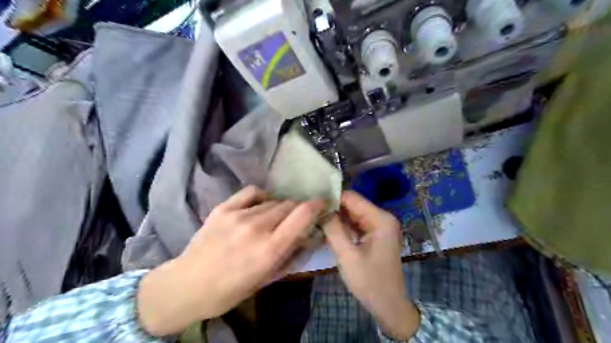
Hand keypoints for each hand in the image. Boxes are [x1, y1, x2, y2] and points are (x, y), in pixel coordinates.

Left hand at [136, 186, 325, 335]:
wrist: (186, 285)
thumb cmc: (229, 290)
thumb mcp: (266, 279)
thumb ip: (290, 256)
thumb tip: (308, 236)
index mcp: (268, 250)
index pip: (301, 216)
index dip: (316, 206)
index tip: (322, 203)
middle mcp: (256, 228)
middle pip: (289, 205)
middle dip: (298, 209)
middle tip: (296, 218)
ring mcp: (238, 215)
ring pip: (273, 201)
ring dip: (280, 207)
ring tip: (275, 217)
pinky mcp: (223, 208)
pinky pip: (252, 192)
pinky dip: (263, 196)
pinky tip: (261, 205)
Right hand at [324, 190, 420, 339]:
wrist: (389, 306)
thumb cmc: (370, 282)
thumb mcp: (347, 255)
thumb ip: (333, 229)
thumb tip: (319, 208)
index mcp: (380, 219)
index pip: (352, 198)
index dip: (332, 198)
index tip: (312, 203)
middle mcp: (382, 217)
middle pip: (353, 204)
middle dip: (333, 208)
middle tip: (311, 213)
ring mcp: (380, 225)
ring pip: (353, 214)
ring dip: (336, 218)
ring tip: (315, 219)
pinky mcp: (375, 234)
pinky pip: (356, 224)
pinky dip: (343, 226)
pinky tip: (327, 229)